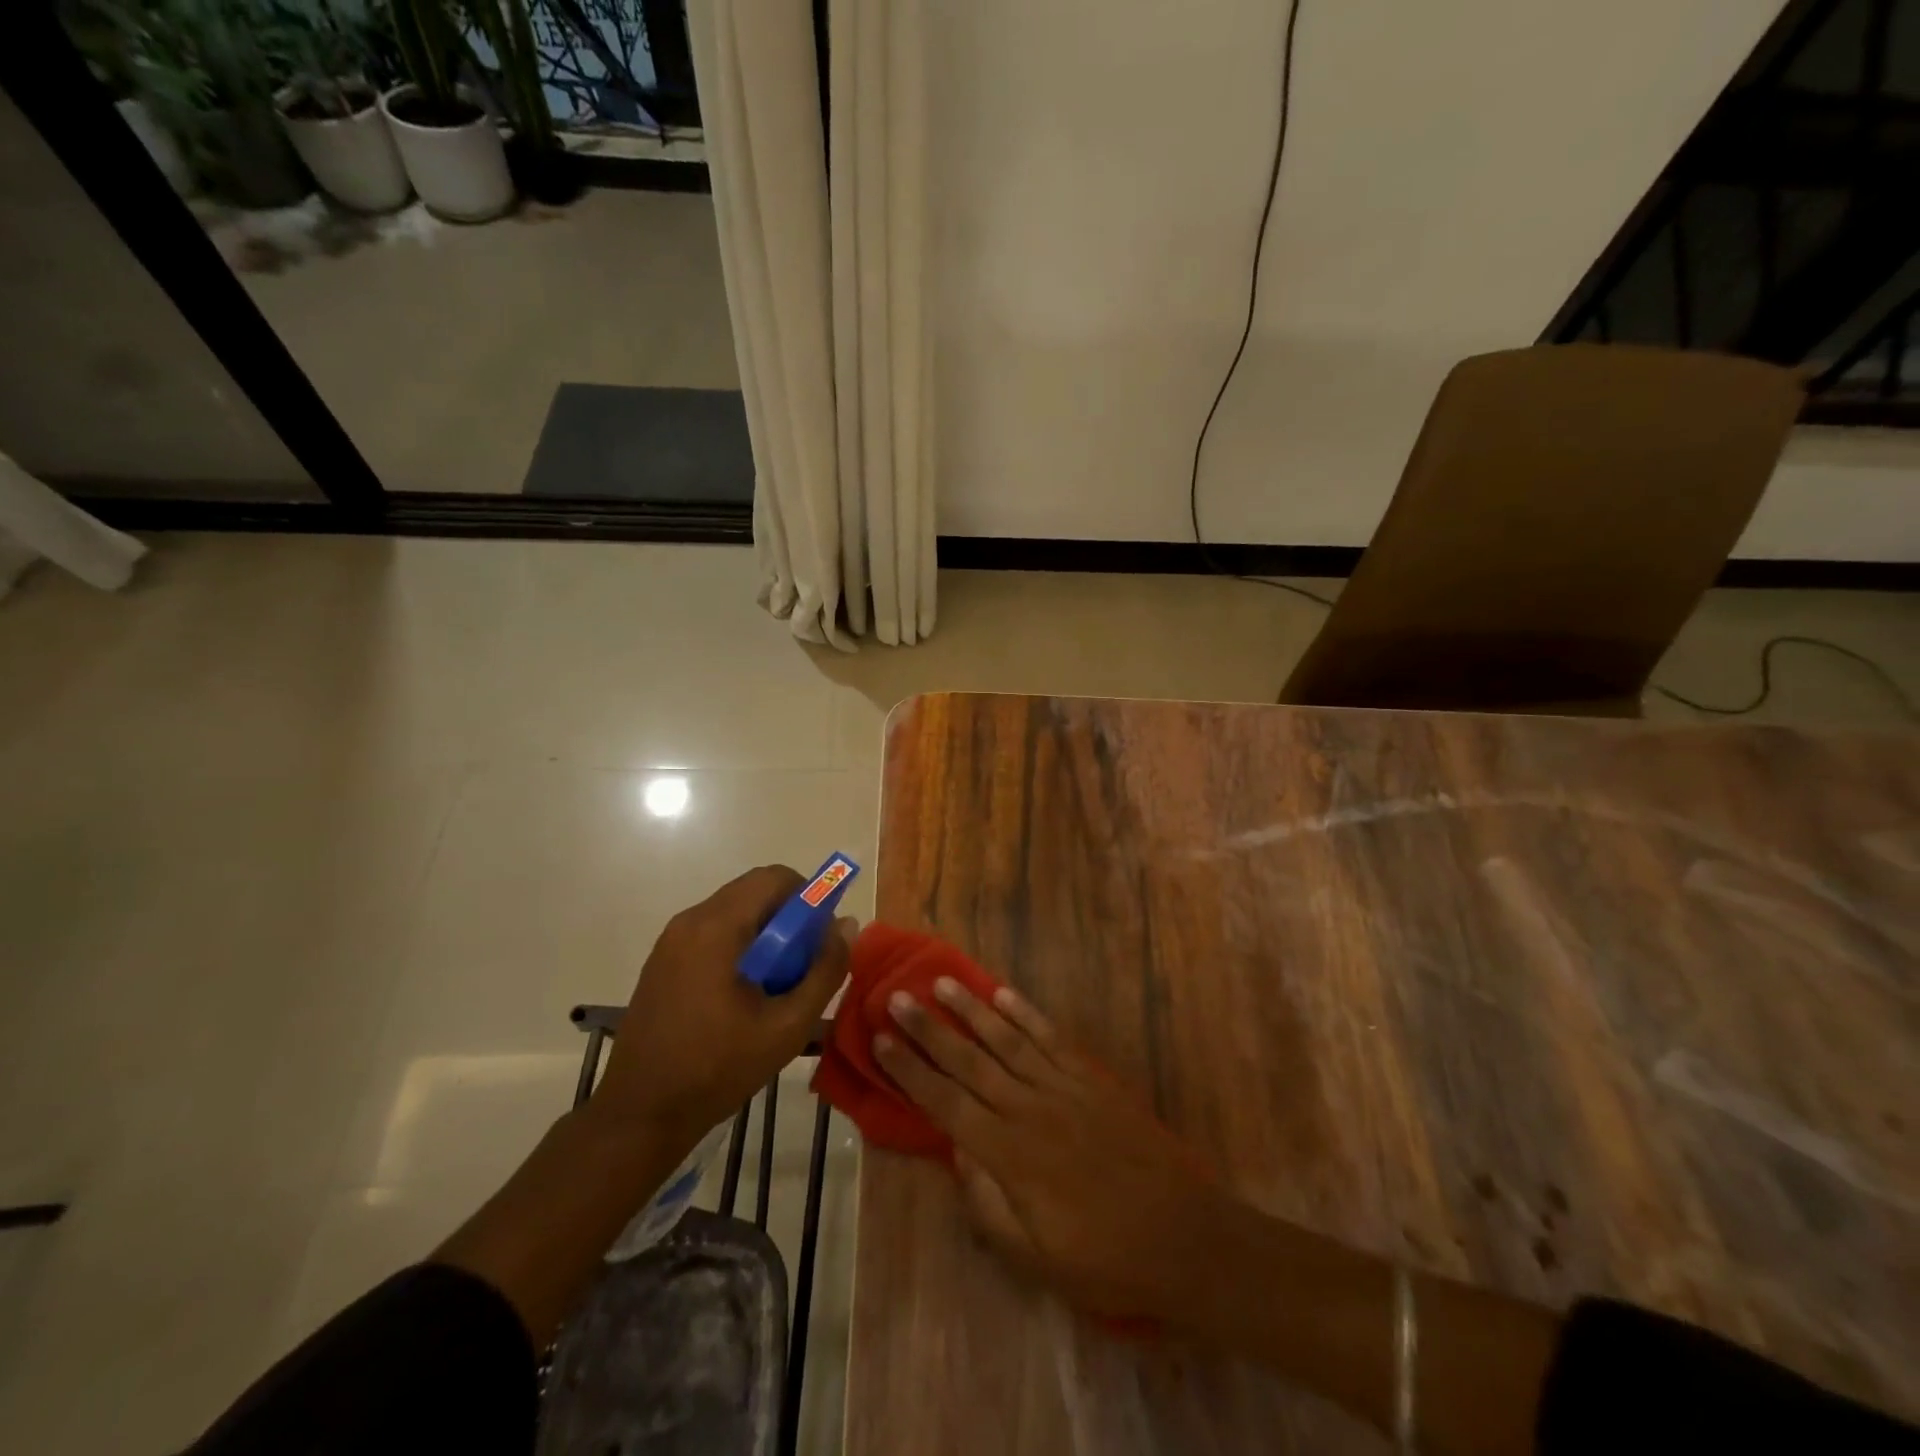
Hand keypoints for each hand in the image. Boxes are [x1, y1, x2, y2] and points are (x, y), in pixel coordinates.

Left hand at [594, 866, 852, 1149]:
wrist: (640, 1114)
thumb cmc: (718, 1068)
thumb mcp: (788, 1025)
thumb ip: (824, 970)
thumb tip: (847, 925)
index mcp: (717, 927)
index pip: (775, 877)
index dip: (808, 897)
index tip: (819, 938)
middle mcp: (690, 920)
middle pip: (754, 892)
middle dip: (788, 919)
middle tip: (802, 965)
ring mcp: (671, 941)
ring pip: (734, 913)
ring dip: (765, 935)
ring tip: (776, 986)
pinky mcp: (662, 962)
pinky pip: (713, 933)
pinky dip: (739, 947)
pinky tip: (743, 996)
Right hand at [874, 979, 1228, 1320]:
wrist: (1184, 1236)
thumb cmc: (1104, 1258)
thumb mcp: (1035, 1257)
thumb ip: (987, 1203)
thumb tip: (955, 1151)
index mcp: (1009, 1154)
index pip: (945, 1102)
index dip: (910, 1070)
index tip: (881, 1039)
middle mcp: (1029, 1108)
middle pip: (968, 1061)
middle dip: (929, 1029)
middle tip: (897, 997)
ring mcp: (1063, 1087)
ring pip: (1006, 1039)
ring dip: (971, 1010)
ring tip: (942, 982)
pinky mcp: (1092, 1079)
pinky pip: (1051, 1038)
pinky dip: (1026, 1013)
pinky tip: (1004, 994)